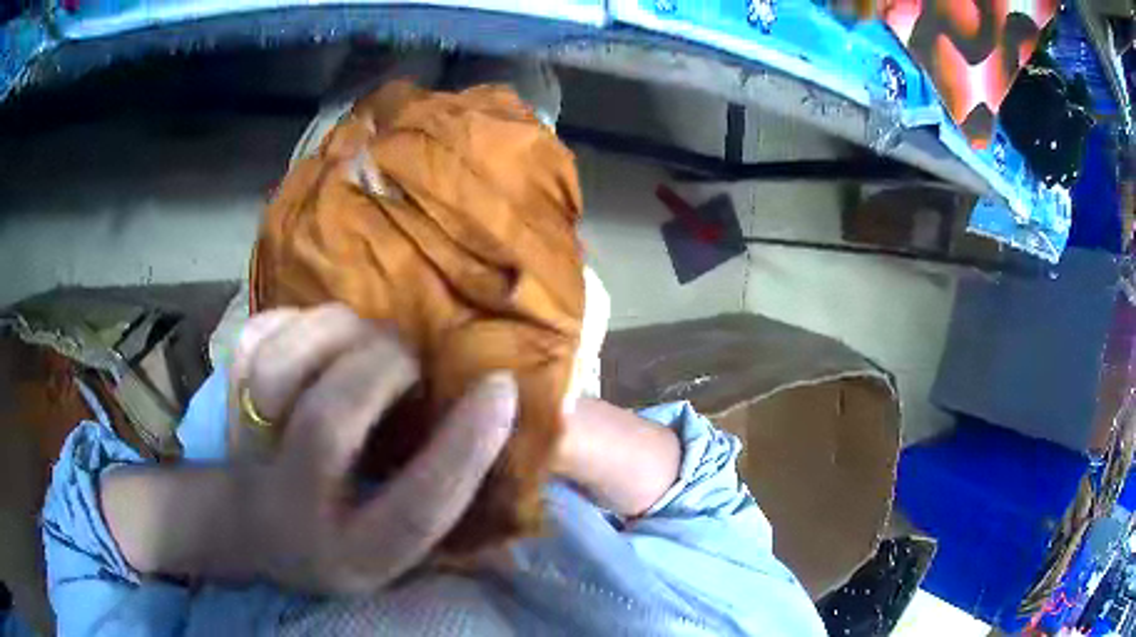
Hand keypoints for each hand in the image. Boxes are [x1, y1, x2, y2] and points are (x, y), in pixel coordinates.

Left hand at [233, 304, 517, 593]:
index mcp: (354, 554)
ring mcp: (250, 453)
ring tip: (364, 339)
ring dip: (334, 333)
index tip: (501, 387)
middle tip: (410, 357)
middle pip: (330, 423)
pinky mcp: (226, 404)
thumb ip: (449, 512)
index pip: (417, 509)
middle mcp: (296, 509)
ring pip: (280, 368)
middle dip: (382, 369)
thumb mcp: (396, 551)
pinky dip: (292, 321)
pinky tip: (316, 335)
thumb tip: (522, 466)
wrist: (250, 529)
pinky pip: (255, 340)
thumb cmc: (339, 537)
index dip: (464, 448)